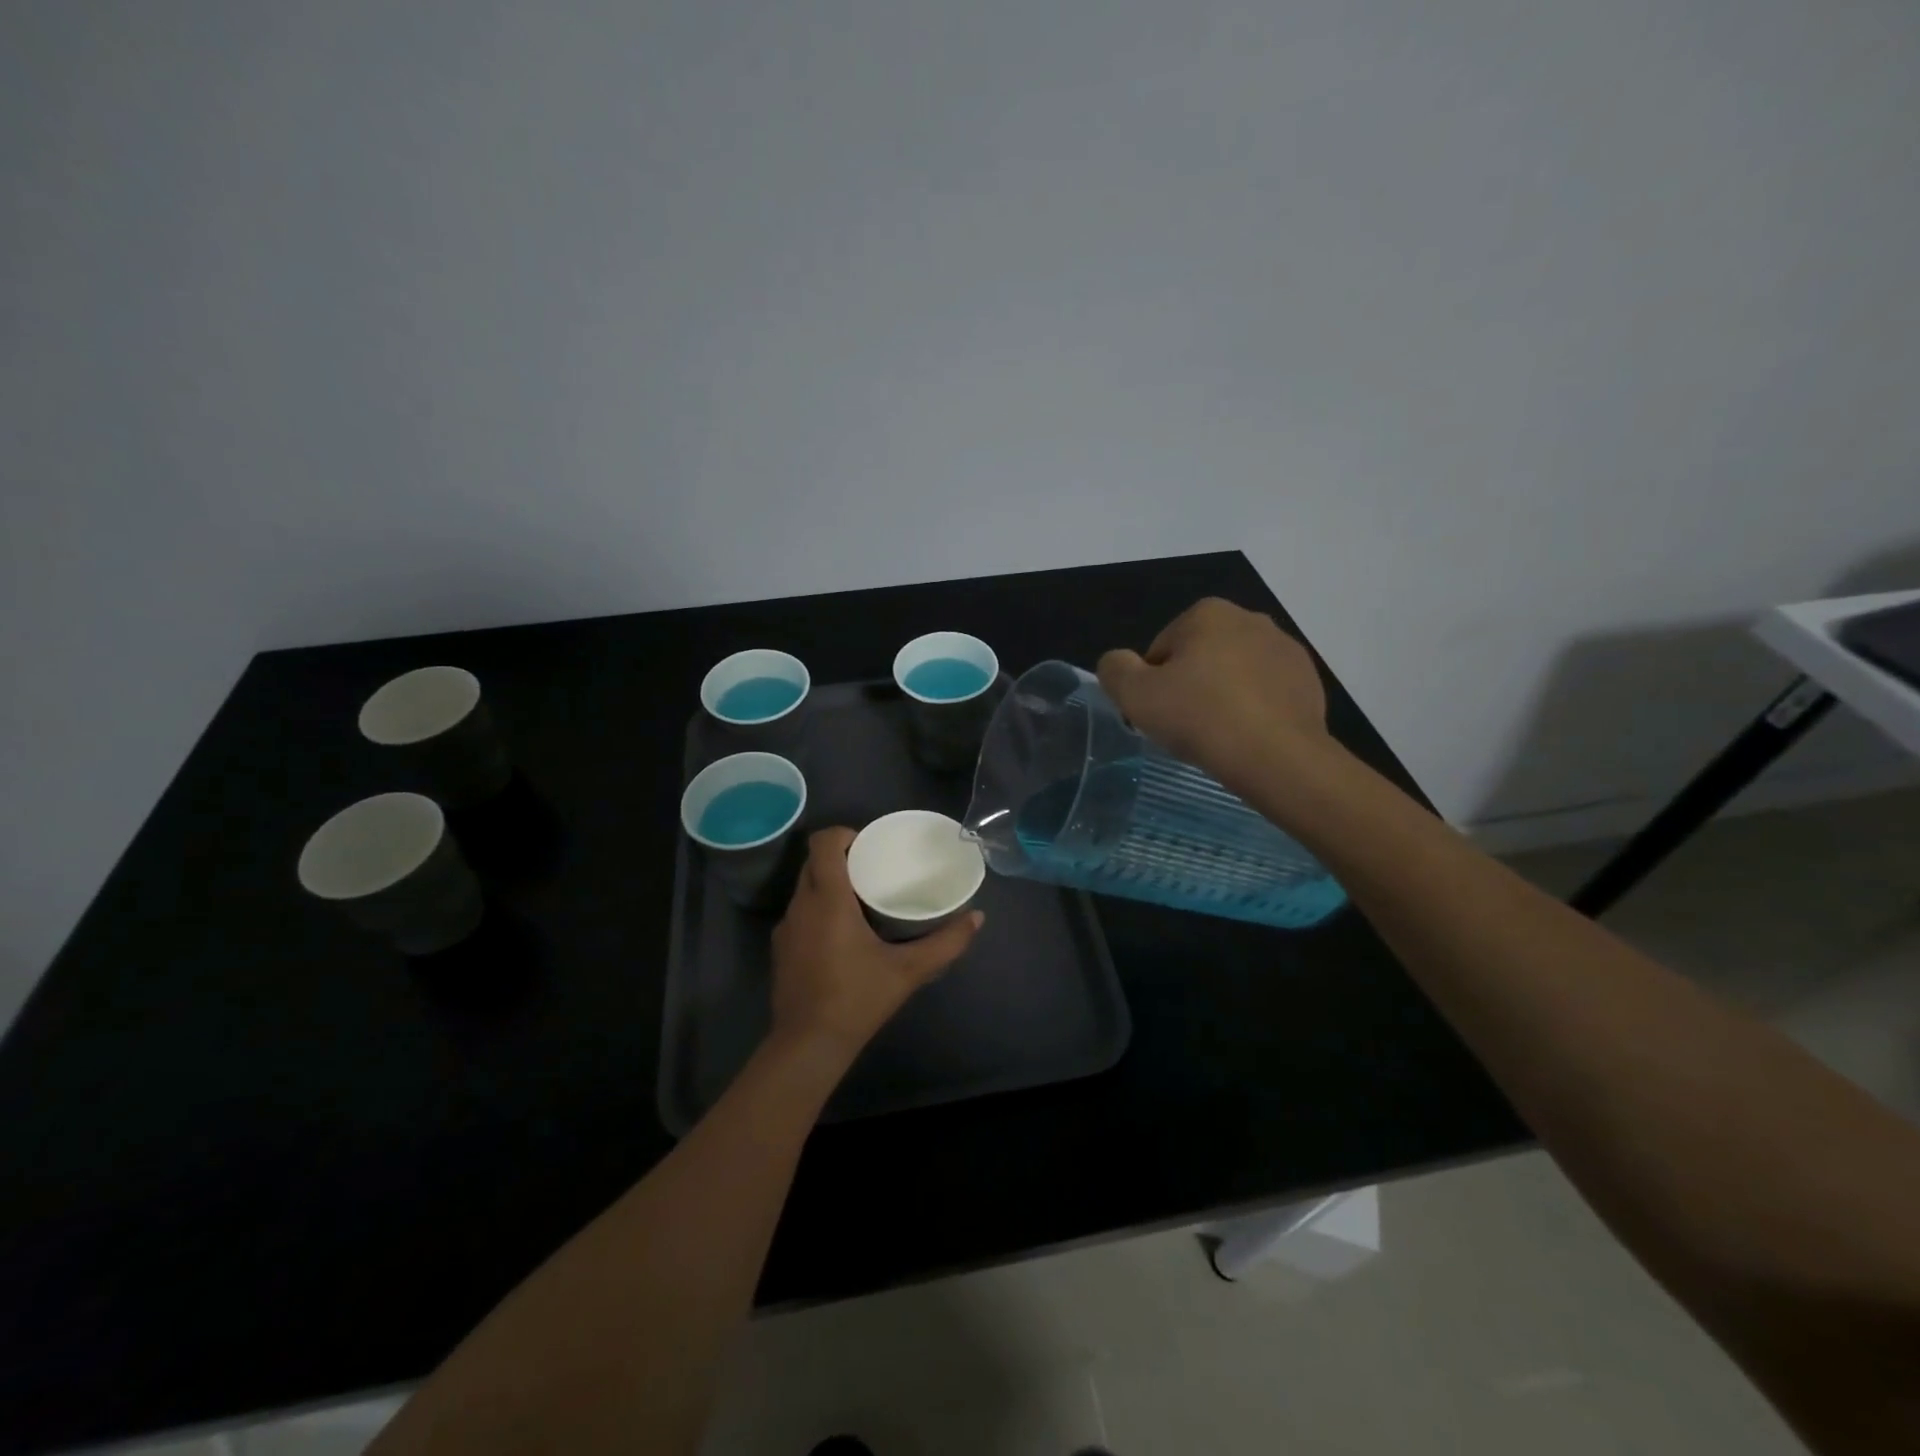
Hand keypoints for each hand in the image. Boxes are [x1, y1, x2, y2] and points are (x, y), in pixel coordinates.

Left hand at [770, 828, 983, 1063]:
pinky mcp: (780, 949)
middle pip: (813, 862)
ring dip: (829, 884)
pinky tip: (841, 934)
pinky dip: (818, 909)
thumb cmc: (857, 999)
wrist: (807, 1045)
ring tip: (861, 898)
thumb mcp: (908, 971)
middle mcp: (801, 905)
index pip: (823, 842)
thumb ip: (946, 943)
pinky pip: (800, 912)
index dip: (843, 833)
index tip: (869, 845)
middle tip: (873, 869)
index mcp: (828, 899)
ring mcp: (786, 928)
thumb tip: (977, 917)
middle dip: (841, 858)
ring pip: (805, 887)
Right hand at [1097, 597, 1333, 794]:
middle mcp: (1250, 619)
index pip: (1161, 650)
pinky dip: (1254, 709)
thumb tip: (1118, 662)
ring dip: (1223, 697)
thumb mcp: (1134, 695)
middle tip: (1186, 726)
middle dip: (1191, 686)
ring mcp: (1285, 649)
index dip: (1153, 685)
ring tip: (1218, 735)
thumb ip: (1114, 669)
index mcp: (1207, 613)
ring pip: (1235, 674)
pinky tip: (1247, 737)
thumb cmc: (1199, 718)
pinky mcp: (1309, 680)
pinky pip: (1266, 693)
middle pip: (1200, 657)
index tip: (1160, 714)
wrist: (1277, 756)